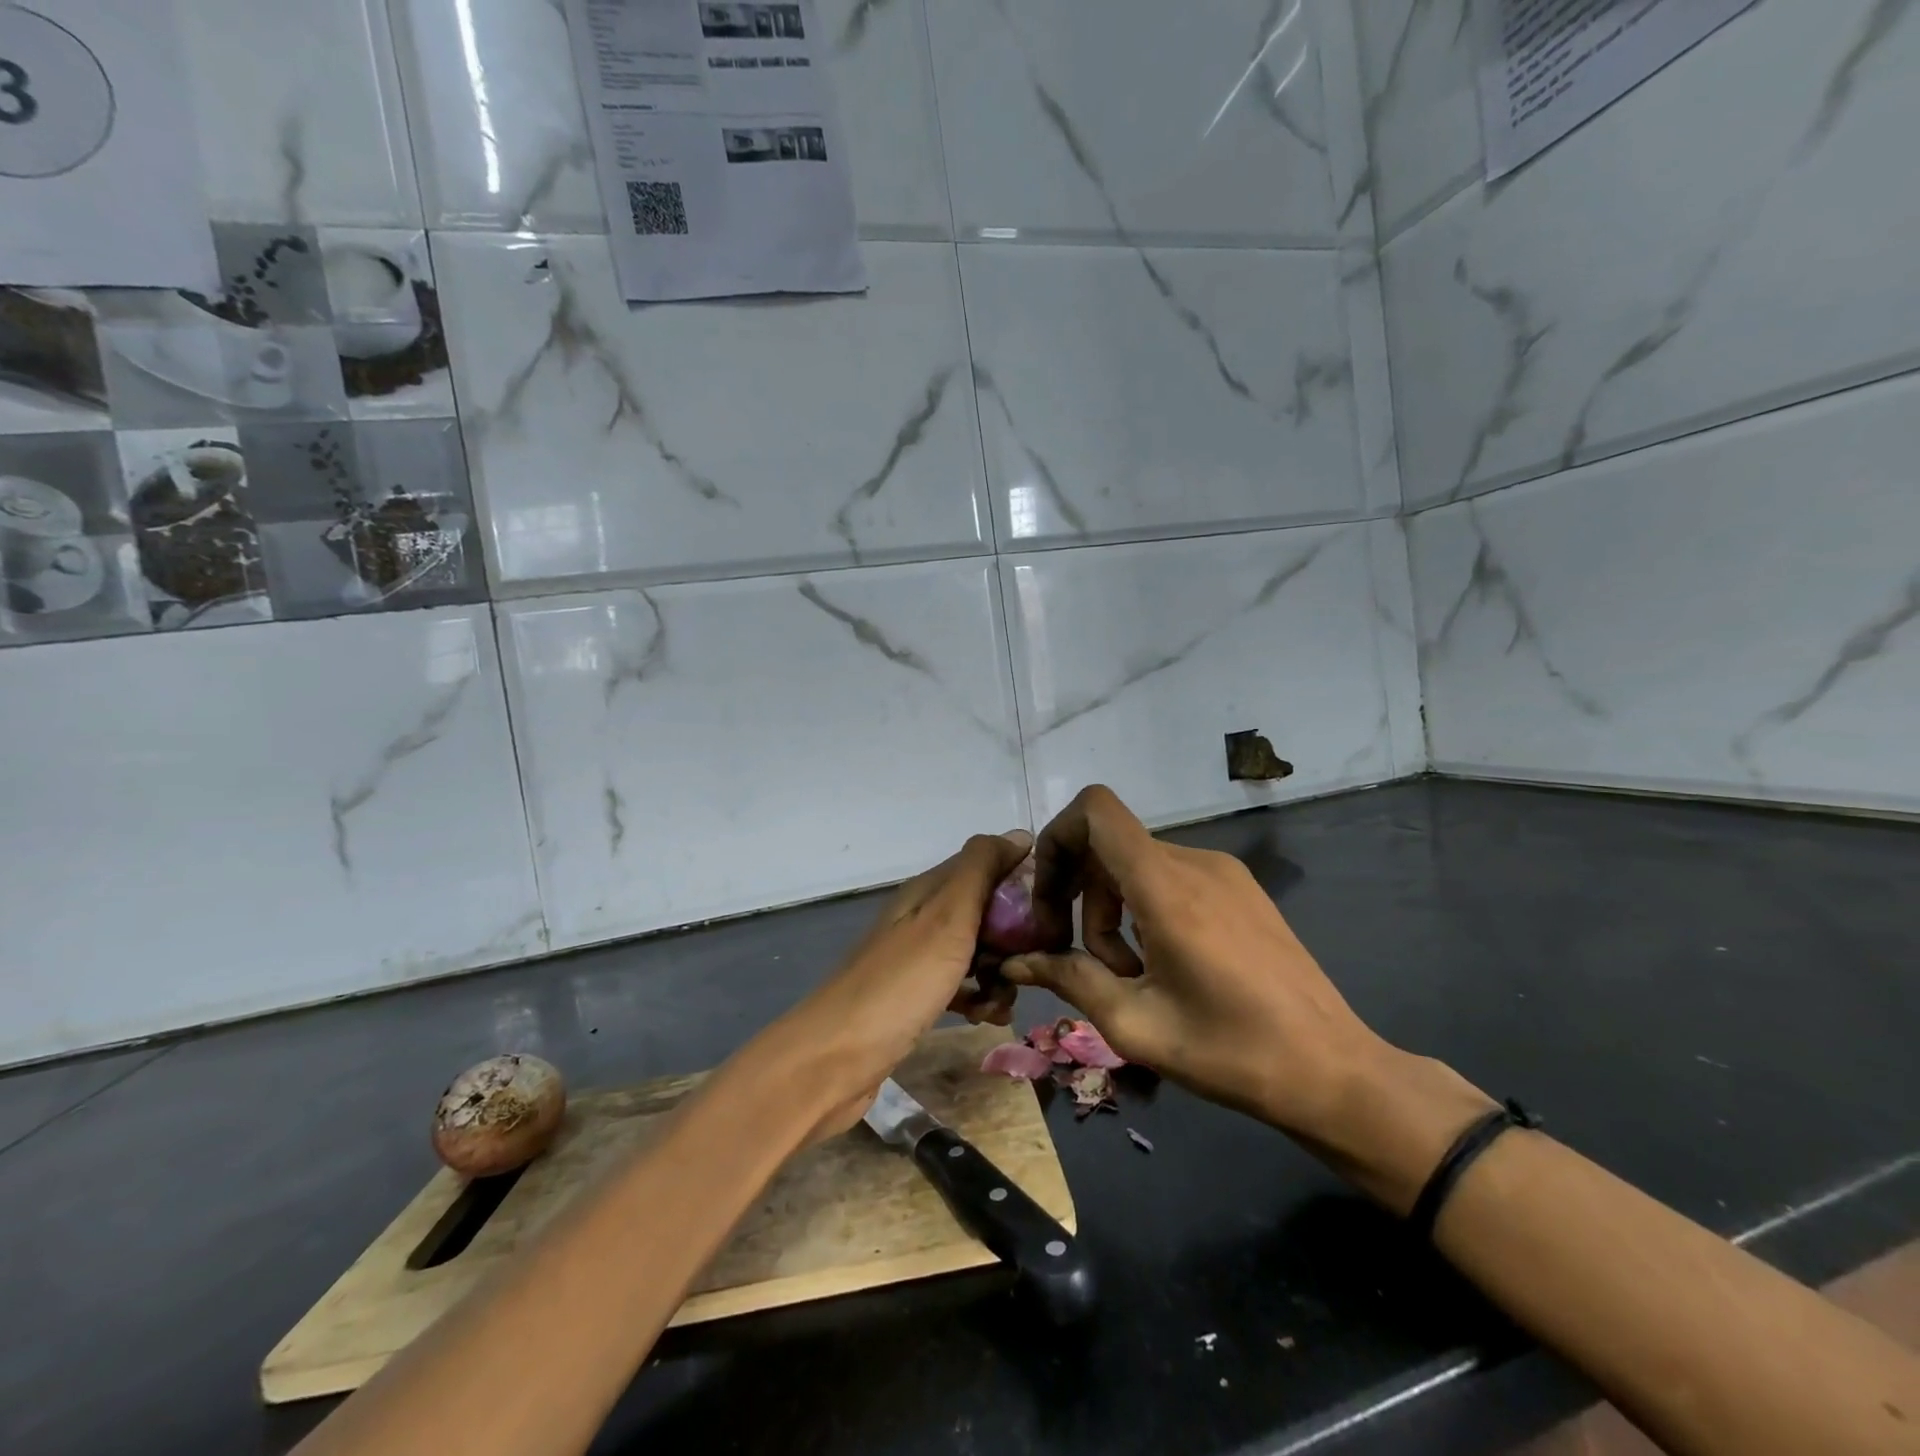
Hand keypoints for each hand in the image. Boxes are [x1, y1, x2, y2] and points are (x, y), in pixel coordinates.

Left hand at [752, 830, 1032, 1143]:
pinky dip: (979, 998)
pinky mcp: (916, 996)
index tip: (1052, 911)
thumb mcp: (947, 917)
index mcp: (929, 890)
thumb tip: (1020, 835)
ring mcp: (918, 958)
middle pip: (986, 911)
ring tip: (1004, 999)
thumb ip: (981, 871)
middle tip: (1030, 963)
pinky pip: (962, 985)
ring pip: (978, 951)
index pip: (987, 864)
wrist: (834, 1059)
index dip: (1022, 880)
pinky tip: (987, 1018)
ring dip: (1000, 972)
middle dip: (1015, 935)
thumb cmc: (899, 984)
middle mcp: (923, 916)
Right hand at [1002, 788, 1486, 1167]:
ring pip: (1136, 863)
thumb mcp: (1136, 1025)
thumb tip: (1015, 962)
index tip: (1048, 897)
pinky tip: (1159, 963)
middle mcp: (1194, 862)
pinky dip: (1143, 907)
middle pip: (1108, 845)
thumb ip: (1068, 979)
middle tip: (1076, 955)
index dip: (1057, 837)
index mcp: (1166, 887)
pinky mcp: (1240, 888)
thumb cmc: (1232, 1053)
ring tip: (1126, 974)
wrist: (1335, 1072)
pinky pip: (1169, 876)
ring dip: (1111, 909)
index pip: (1096, 810)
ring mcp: (1222, 871)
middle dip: (1078, 894)